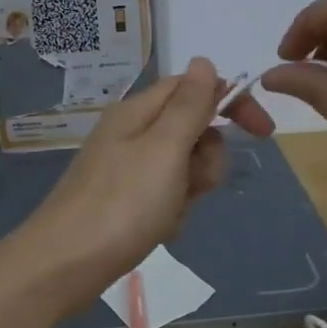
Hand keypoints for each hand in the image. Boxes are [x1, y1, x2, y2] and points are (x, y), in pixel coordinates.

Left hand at [21, 58, 274, 306]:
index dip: (230, 102)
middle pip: (192, 131)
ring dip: (189, 191)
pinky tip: (158, 231)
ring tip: (168, 214)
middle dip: (206, 159)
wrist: (64, 266)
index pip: (194, 87)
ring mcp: (127, 170)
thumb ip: (189, 105)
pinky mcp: (124, 203)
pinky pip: (166, 198)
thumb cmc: (121, 205)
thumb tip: (204, 61)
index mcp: (139, 112)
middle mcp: (132, 134)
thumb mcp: (164, 149)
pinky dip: (171, 213)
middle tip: (193, 184)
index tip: (263, 132)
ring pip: (183, 169)